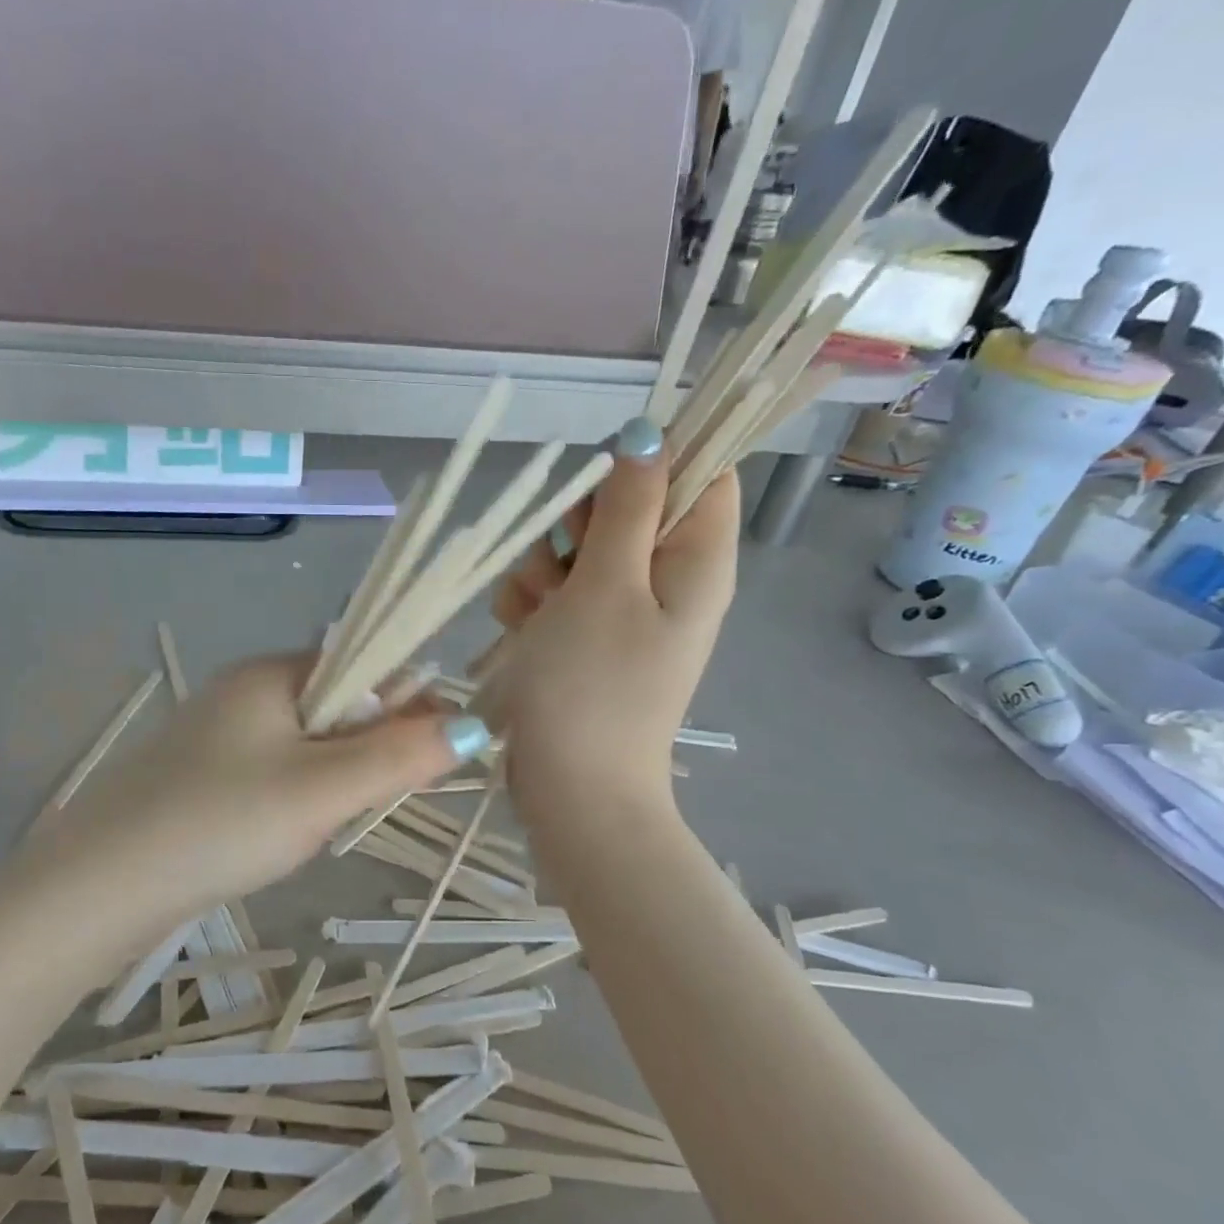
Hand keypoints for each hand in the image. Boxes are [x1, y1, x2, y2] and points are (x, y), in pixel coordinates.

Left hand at [21, 655, 488, 926]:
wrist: (100, 888)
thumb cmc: (221, 823)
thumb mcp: (323, 790)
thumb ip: (400, 755)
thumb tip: (474, 723)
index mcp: (272, 673)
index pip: (363, 664)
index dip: (409, 699)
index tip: (443, 747)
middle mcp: (244, 690)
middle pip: (338, 703)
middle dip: (370, 745)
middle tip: (370, 801)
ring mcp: (217, 734)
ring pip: (307, 742)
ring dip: (335, 776)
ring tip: (325, 823)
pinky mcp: (202, 775)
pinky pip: (273, 771)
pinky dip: (298, 795)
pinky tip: (288, 832)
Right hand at [487, 421, 738, 805]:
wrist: (572, 790)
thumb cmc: (591, 686)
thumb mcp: (606, 585)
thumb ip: (628, 506)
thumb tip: (650, 434)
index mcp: (696, 559)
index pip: (701, 471)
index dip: (652, 460)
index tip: (601, 483)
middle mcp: (667, 578)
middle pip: (626, 506)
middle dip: (576, 523)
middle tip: (561, 563)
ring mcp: (622, 609)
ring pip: (577, 547)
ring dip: (543, 566)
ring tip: (537, 611)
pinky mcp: (585, 635)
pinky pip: (555, 589)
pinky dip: (533, 600)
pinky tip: (522, 628)